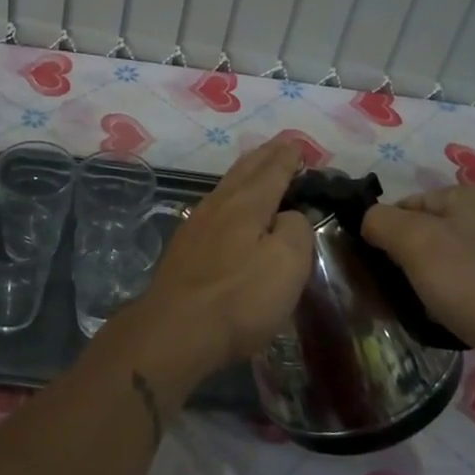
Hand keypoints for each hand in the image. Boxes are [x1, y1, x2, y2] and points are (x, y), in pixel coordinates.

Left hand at [129, 138, 312, 381]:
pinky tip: (230, 206)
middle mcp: (220, 203)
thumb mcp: (287, 263)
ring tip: (260, 168)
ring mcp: (197, 224)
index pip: (273, 169)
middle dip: (266, 155)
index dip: (288, 156)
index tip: (298, 144)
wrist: (175, 330)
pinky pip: (216, 205)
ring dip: (248, 172)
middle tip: (282, 145)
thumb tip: (290, 216)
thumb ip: (296, 230)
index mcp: (248, 202)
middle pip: (246, 169)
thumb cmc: (239, 297)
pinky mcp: (186, 247)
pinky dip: (233, 194)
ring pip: (228, 185)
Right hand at [362, 186, 474, 390]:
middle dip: (398, 259)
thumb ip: (379, 221)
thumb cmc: (469, 283)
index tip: (370, 264)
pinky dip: (440, 297)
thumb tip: (367, 223)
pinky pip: (457, 284)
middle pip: (419, 232)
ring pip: (436, 260)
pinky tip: (434, 317)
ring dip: (416, 281)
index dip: (381, 231)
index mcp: (463, 197)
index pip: (402, 205)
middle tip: (384, 289)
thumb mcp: (414, 241)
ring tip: (405, 307)